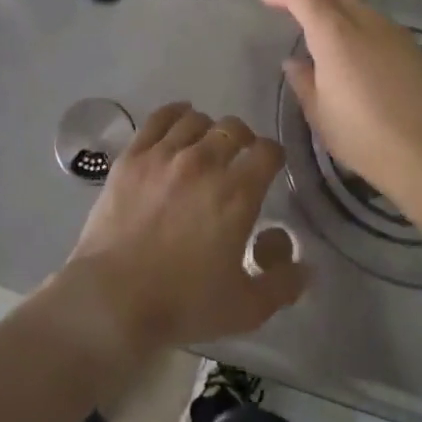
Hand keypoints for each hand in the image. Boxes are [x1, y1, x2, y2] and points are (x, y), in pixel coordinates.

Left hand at [64, 103, 305, 355]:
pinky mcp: (133, 155)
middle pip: (233, 128)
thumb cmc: (183, 304)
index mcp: (236, 193)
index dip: (273, 156)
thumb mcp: (246, 308)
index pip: (267, 151)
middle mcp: (204, 162)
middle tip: (238, 159)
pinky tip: (179, 121)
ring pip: (197, 120)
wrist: (114, 298)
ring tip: (205, 145)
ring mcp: (165, 154)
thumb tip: (306, 266)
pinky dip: (175, 114)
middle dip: (243, 140)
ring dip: (208, 130)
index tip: (271, 167)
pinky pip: (159, 118)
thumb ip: (283, 284)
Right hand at [261, 0, 421, 203]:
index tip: (268, 1)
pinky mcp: (412, 47)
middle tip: (292, 7)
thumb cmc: (361, 136)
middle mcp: (365, 22)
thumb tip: (294, 61)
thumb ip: (302, 80)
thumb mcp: (318, 113)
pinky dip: (357, 21)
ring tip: (322, 28)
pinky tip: (354, 47)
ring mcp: (393, 32)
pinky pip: (377, 21)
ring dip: (335, 6)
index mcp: (335, 34)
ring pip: (358, 3)